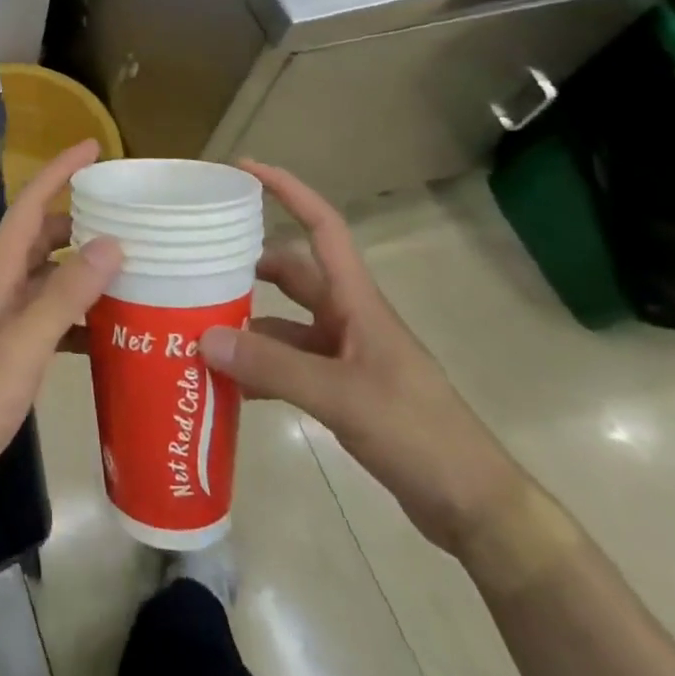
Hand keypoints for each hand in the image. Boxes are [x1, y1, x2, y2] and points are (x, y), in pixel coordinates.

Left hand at [0, 141, 123, 502]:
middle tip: (126, 216)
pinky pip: (51, 312)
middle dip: (79, 218)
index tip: (92, 147)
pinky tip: (110, 328)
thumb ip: (65, 295)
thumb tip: (110, 243)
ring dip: (83, 266)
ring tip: (129, 266)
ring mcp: (4, 316)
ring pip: (49, 275)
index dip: (58, 172)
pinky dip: (79, 310)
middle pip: (42, 236)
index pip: (30, 207)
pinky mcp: (11, 345)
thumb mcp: (24, 345)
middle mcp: (0, 284)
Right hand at [199, 162, 529, 556]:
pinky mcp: (342, 390)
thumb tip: (204, 337)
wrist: (475, 507)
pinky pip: (289, 364)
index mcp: (356, 301)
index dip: (288, 190)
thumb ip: (272, 367)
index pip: (323, 225)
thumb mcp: (341, 396)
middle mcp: (347, 318)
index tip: (245, 168)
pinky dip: (259, 367)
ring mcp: (345, 355)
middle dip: (250, 263)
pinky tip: (229, 385)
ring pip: (285, 322)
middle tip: (200, 264)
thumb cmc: (418, 433)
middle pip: (293, 272)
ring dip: (249, 323)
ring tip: (199, 327)